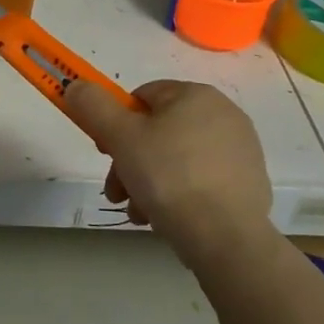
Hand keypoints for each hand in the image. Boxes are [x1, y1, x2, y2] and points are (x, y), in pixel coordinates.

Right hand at [64, 79, 273, 265]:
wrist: (227, 239)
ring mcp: (239, 150)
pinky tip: (166, 221)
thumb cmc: (169, 177)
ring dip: (149, 183)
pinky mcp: (248, 183)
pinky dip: (178, 195)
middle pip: (158, 131)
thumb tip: (76, 85)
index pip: (142, 96)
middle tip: (117, 192)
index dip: (116, 123)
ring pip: (176, 159)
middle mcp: (223, 114)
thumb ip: (94, 106)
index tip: (106, 153)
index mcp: (195, 95)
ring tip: (139, 213)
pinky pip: (200, 181)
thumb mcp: (120, 137)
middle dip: (130, 161)